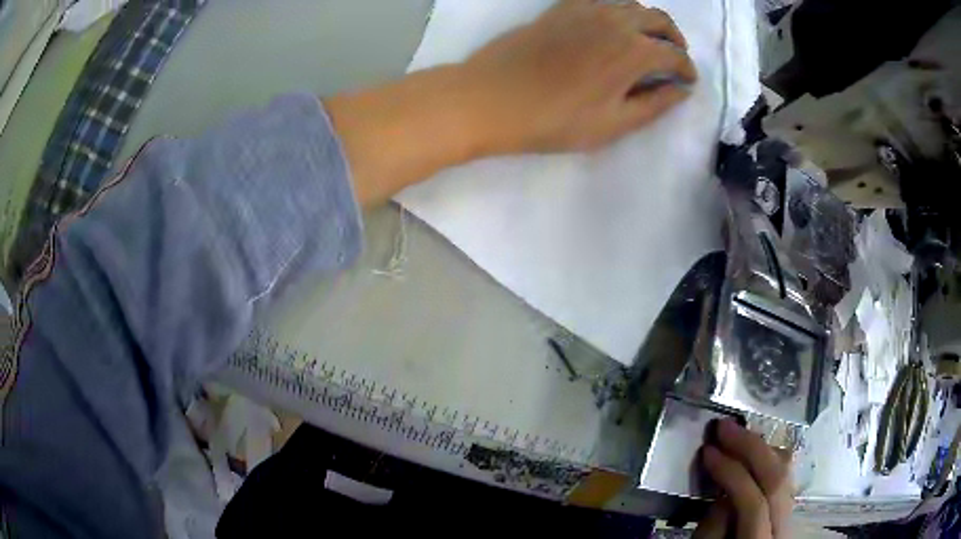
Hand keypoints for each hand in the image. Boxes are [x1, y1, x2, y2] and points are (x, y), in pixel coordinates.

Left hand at [463, 0, 696, 153]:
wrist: (491, 97)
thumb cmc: (554, 119)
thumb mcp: (613, 124)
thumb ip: (655, 105)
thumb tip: (682, 90)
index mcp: (634, 51)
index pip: (675, 54)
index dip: (687, 69)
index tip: (688, 81)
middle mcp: (616, 21)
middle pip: (659, 20)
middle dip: (674, 39)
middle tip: (674, 57)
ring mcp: (586, 9)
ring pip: (631, 4)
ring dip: (648, 21)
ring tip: (647, 41)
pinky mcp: (561, 7)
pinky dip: (617, 9)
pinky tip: (612, 26)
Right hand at [695, 420, 793, 538]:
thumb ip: (714, 525)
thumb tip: (724, 488)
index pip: (754, 503)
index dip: (731, 473)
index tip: (708, 451)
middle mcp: (783, 528)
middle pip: (778, 480)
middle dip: (751, 448)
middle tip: (725, 428)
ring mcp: (791, 516)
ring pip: (787, 472)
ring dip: (762, 448)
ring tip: (738, 435)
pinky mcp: (790, 507)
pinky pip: (785, 475)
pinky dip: (769, 457)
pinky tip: (753, 450)